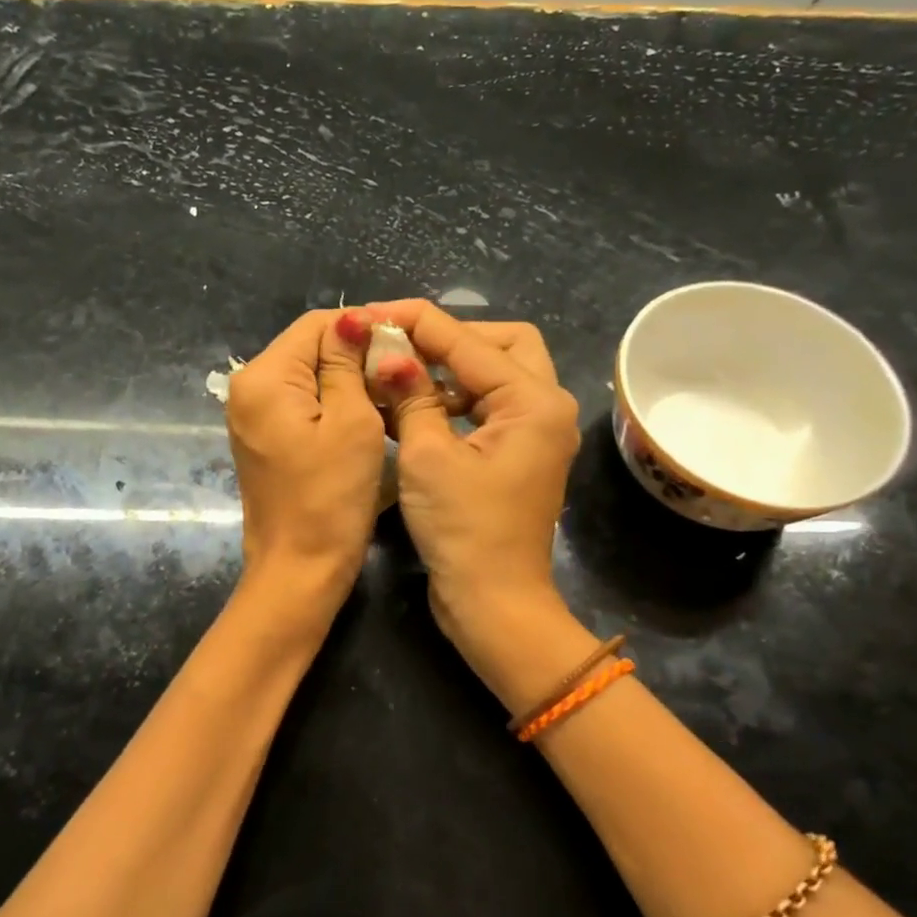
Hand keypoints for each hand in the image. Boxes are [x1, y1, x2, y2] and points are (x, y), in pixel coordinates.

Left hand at [226, 309, 385, 611]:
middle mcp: (247, 388)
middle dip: (356, 356)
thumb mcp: (352, 422)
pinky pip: (301, 404)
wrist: (298, 570)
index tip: (405, 348)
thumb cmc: (331, 497)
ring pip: (308, 377)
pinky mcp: (264, 438)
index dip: (363, 328)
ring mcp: (252, 416)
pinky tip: (365, 420)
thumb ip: (348, 364)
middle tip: (402, 378)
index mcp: (264, 377)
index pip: (316, 324)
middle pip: (309, 348)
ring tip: (390, 399)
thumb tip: (352, 319)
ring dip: (348, 382)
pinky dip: (333, 405)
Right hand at [357, 300, 580, 644]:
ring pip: (493, 376)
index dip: (417, 322)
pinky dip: (452, 400)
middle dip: (449, 339)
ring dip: (448, 370)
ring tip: (397, 372)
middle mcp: (545, 408)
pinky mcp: (517, 455)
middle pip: (501, 345)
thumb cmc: (463, 530)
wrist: (493, 603)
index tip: (371, 312)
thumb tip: (388, 354)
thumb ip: (410, 397)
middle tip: (400, 346)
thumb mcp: (428, 457)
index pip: (469, 341)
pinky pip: (486, 407)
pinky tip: (413, 406)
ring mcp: (534, 433)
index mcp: (534, 402)